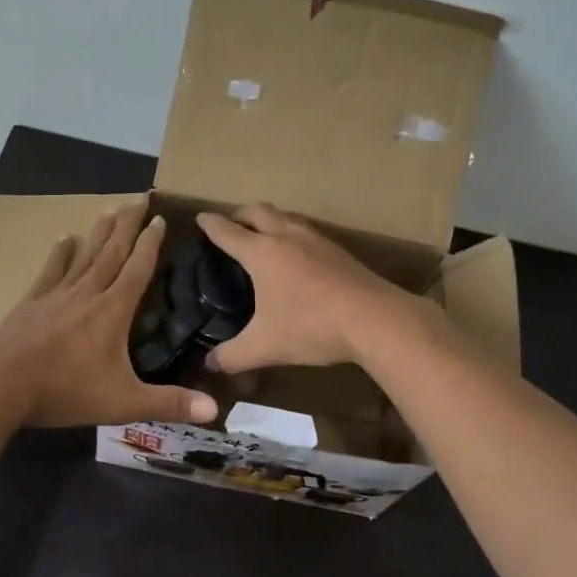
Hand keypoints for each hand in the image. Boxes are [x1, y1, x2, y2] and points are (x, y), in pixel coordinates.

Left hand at [0, 202, 219, 428]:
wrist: (0, 386)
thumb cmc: (65, 391)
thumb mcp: (123, 403)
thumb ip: (168, 403)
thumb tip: (214, 410)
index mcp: (113, 311)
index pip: (138, 269)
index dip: (151, 243)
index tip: (161, 218)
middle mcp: (87, 293)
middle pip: (112, 251)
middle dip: (128, 224)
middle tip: (139, 197)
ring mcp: (56, 294)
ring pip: (84, 255)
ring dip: (99, 232)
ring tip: (110, 208)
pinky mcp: (31, 302)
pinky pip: (51, 271)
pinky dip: (60, 254)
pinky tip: (64, 238)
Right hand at [195, 204, 418, 373]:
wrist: (375, 320)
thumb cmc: (311, 327)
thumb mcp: (265, 347)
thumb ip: (232, 356)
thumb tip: (209, 365)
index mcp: (262, 253)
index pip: (228, 232)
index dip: (211, 224)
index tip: (201, 218)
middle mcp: (287, 236)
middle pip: (258, 211)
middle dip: (240, 214)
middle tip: (231, 225)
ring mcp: (316, 240)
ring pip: (286, 217)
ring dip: (269, 220)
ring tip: (263, 237)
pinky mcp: (339, 251)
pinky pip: (307, 231)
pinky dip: (292, 234)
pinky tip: (298, 257)